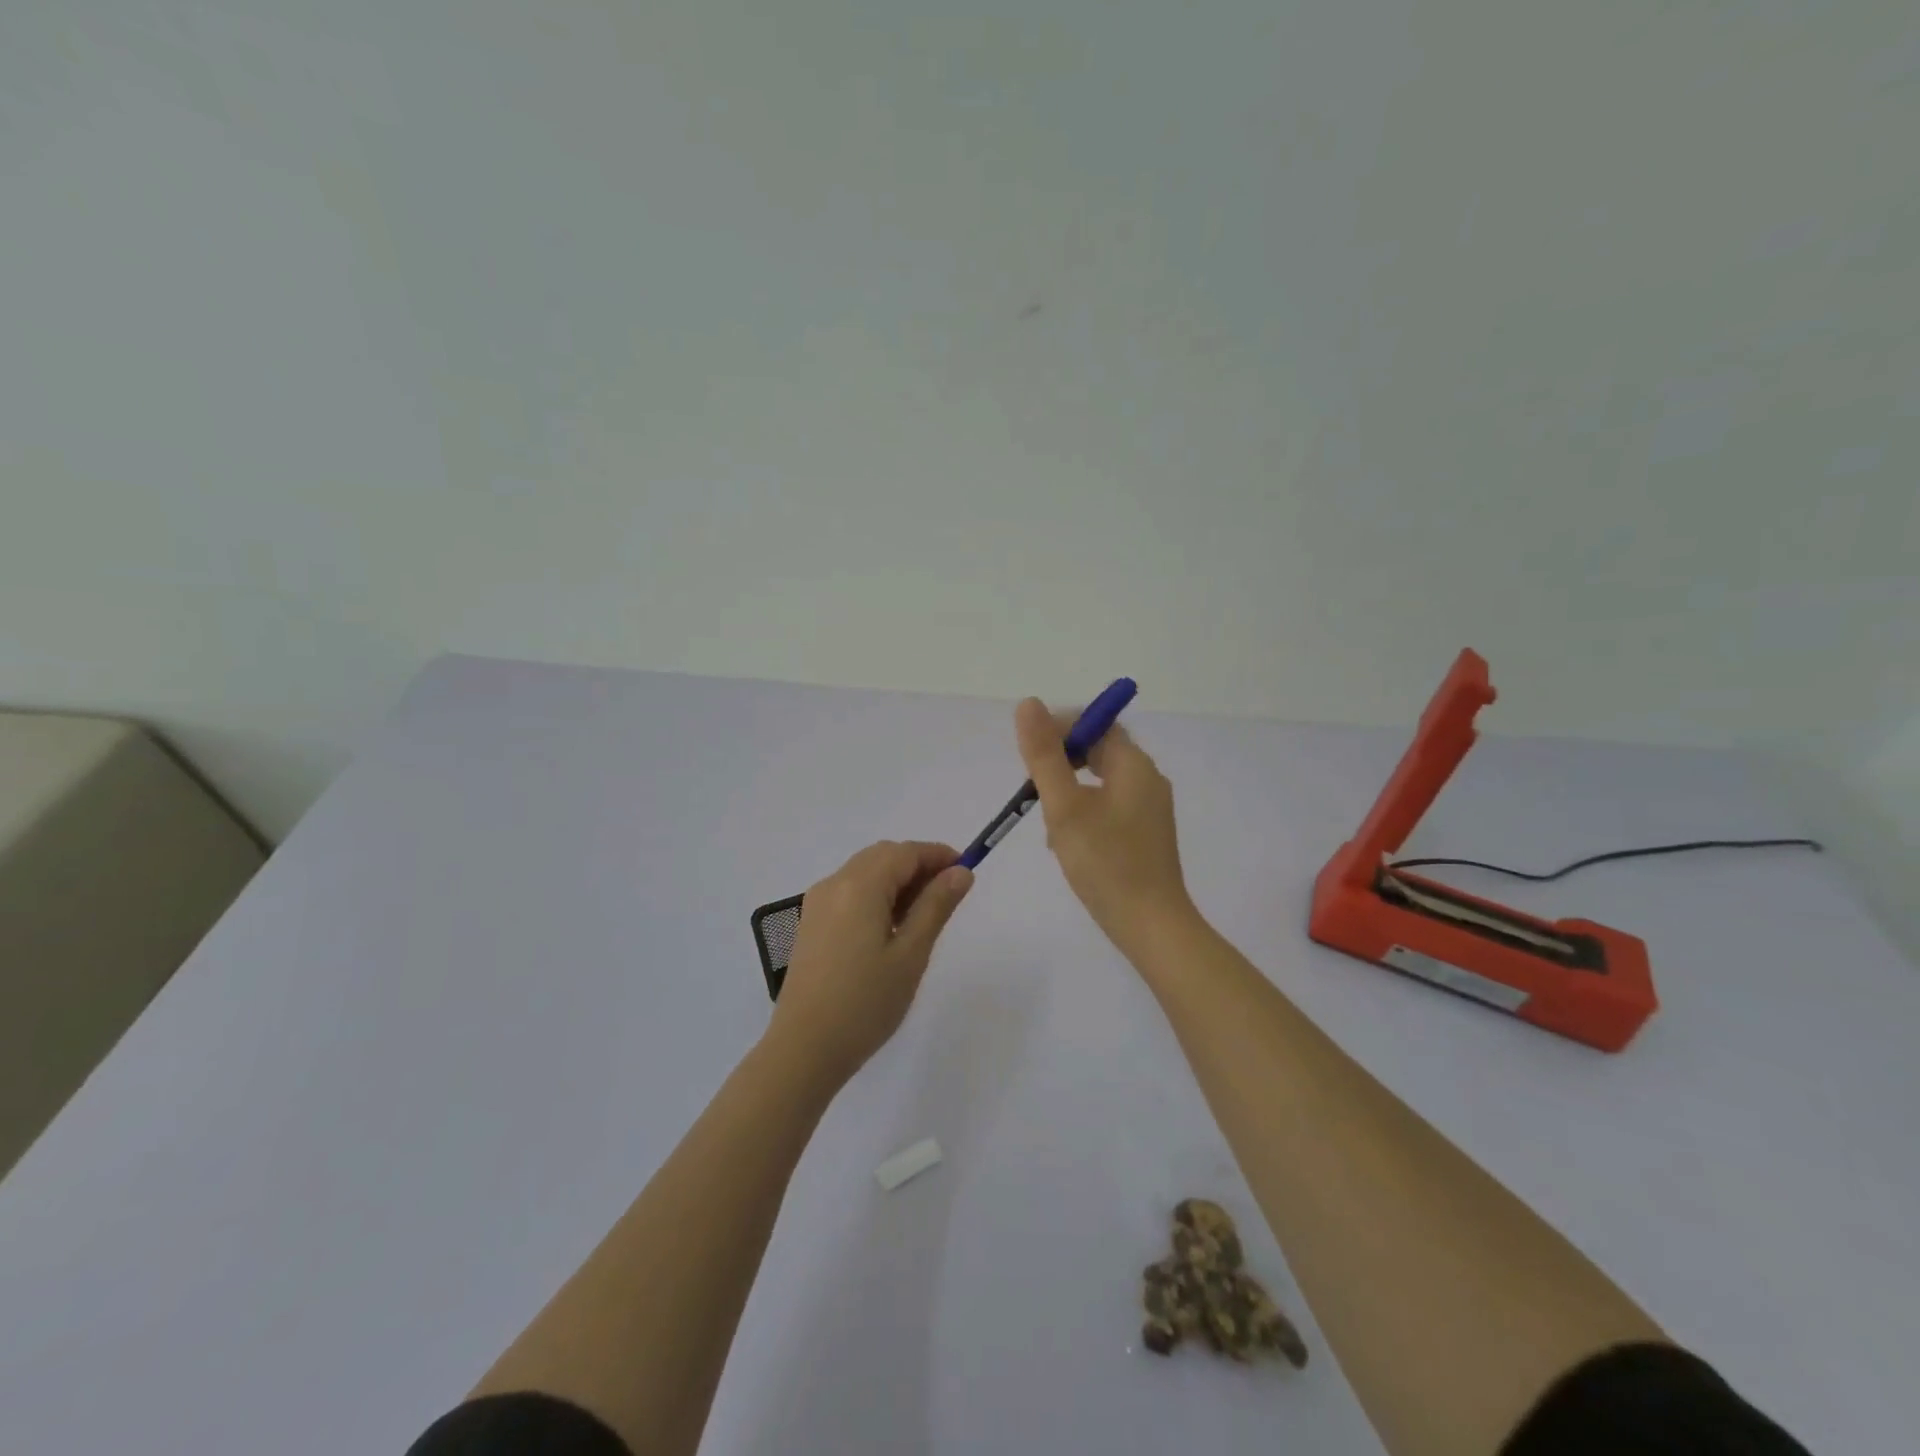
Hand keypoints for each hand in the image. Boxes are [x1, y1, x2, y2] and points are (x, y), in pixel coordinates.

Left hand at [768, 840, 973, 1085]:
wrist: (804, 1049)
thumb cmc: (865, 1003)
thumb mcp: (911, 954)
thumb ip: (936, 906)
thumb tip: (960, 872)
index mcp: (859, 886)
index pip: (905, 852)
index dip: (938, 855)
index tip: (967, 871)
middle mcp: (834, 884)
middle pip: (883, 856)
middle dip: (918, 865)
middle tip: (948, 895)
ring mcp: (817, 904)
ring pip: (865, 872)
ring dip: (897, 880)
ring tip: (923, 915)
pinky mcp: (811, 924)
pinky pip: (849, 892)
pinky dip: (876, 895)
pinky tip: (891, 928)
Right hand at [1015, 698, 1194, 954]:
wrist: (1151, 926)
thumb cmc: (1106, 863)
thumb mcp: (1065, 807)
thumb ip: (1045, 756)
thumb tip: (1029, 704)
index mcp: (1134, 765)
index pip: (1096, 724)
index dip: (1061, 729)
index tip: (1030, 754)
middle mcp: (1147, 779)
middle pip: (1100, 751)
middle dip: (1061, 763)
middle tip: (1033, 790)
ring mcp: (1149, 808)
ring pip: (1101, 780)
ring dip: (1069, 790)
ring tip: (1048, 821)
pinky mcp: (1145, 833)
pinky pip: (1109, 805)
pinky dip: (1083, 811)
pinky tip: (1067, 841)